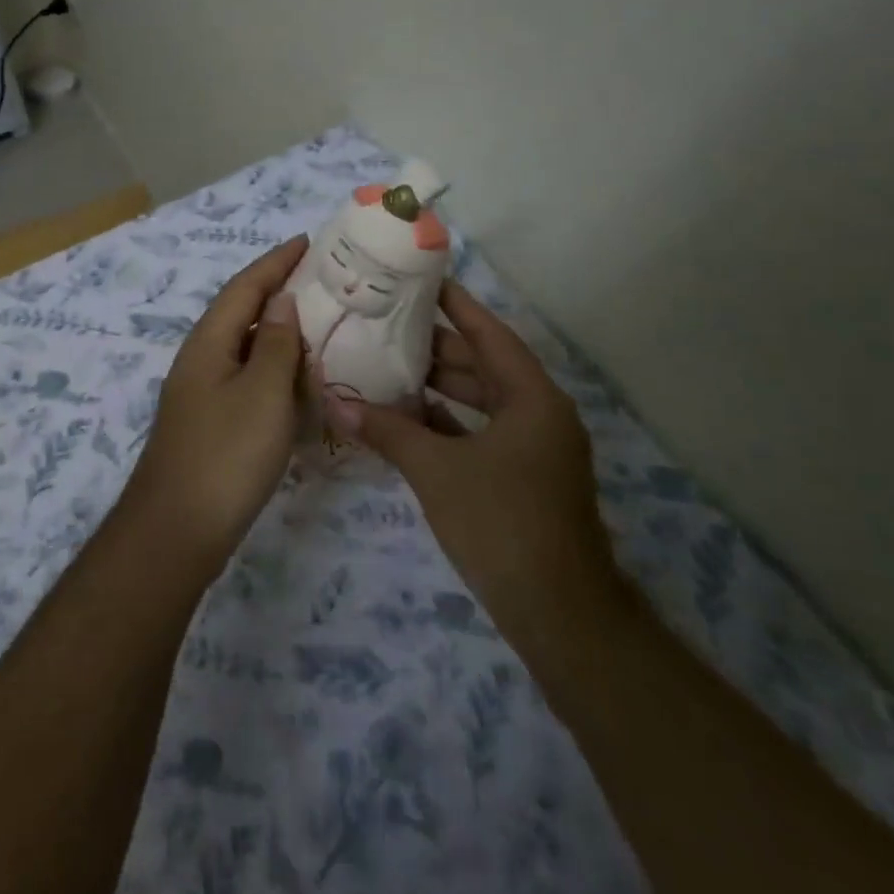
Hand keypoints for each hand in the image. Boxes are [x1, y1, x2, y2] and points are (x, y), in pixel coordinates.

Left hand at [124, 236, 307, 563]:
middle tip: (322, 280)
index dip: (276, 262)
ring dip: (278, 330)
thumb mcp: (262, 393)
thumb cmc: (226, 455)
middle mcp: (200, 359)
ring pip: (245, 347)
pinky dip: (274, 368)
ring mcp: (202, 393)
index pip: (245, 287)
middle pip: (241, 312)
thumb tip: (281, 301)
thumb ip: (276, 344)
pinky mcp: (211, 423)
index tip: (308, 241)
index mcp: (209, 342)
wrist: (177, 530)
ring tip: (319, 322)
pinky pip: (247, 378)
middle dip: (278, 290)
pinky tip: (298, 379)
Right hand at [328, 280, 623, 635]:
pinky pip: (481, 434)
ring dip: (440, 388)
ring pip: (481, 402)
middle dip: (438, 348)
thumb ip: (387, 431)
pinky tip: (407, 419)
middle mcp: (538, 414)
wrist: (559, 612)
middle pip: (485, 366)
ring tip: (388, 366)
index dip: (457, 306)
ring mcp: (534, 448)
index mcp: (531, 398)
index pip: (490, 334)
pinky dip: (447, 424)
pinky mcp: (523, 478)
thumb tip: (335, 402)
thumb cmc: (501, 523)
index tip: (424, 281)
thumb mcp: (437, 471)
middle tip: (388, 326)